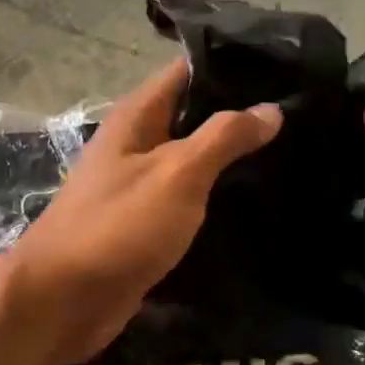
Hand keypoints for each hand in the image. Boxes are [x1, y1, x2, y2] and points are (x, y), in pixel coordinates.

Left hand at [0, 58, 281, 364]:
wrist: (65, 299)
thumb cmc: (119, 225)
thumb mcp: (176, 173)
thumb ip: (222, 137)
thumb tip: (269, 108)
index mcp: (136, 118)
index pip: (186, 72)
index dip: (230, 64)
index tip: (281, 64)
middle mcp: (135, 144)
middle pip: (191, 115)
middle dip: (238, 113)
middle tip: (299, 113)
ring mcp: (138, 185)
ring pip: (191, 159)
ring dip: (230, 157)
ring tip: (291, 152)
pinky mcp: (144, 224)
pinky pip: (187, 198)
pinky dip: (216, 196)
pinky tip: (256, 200)